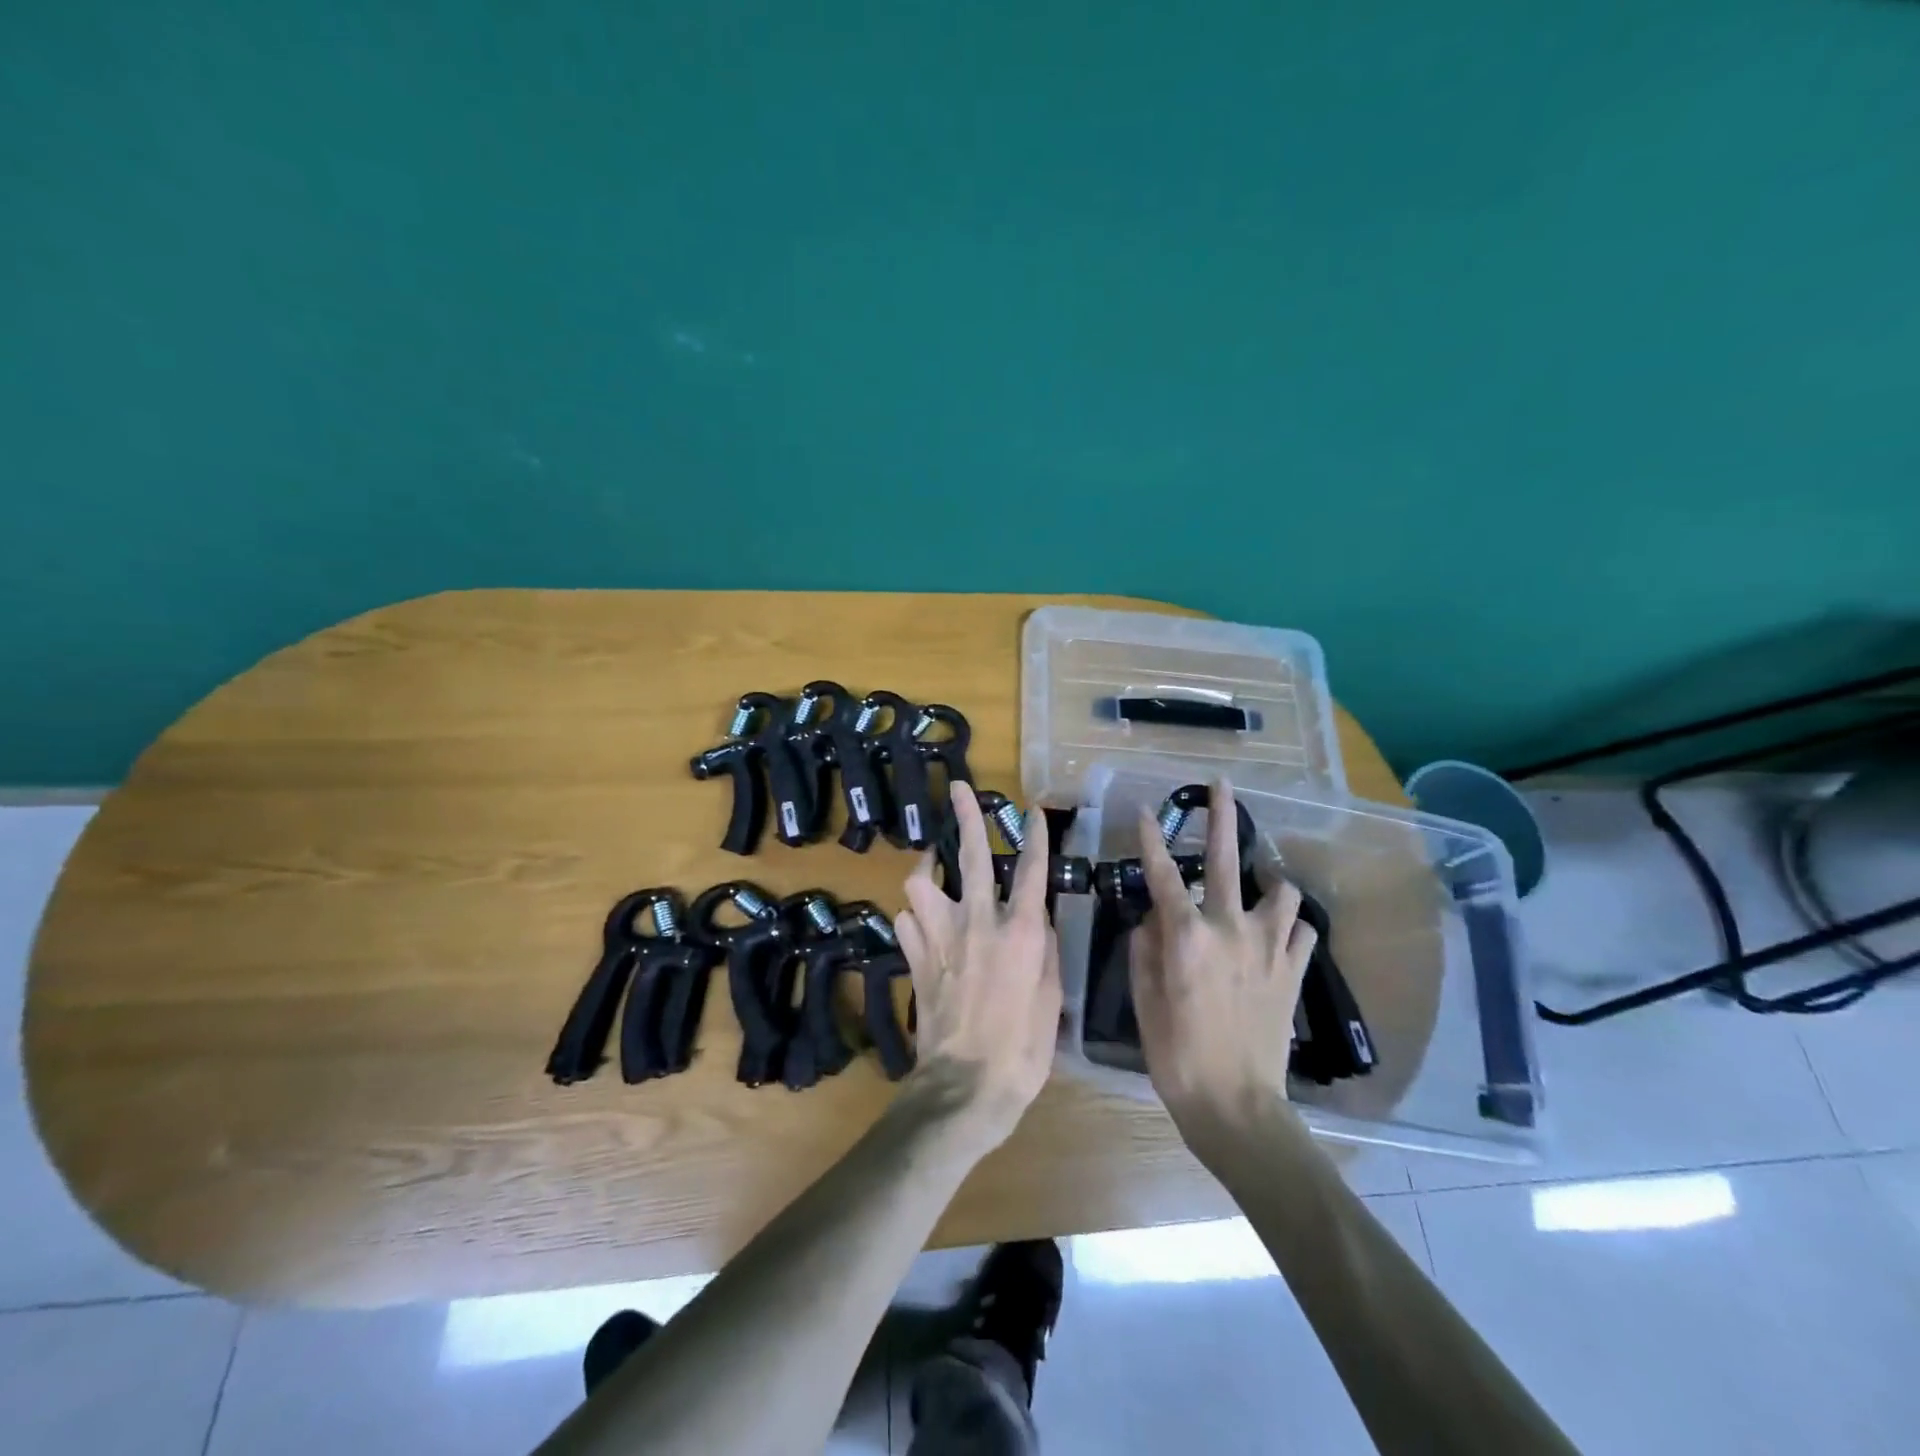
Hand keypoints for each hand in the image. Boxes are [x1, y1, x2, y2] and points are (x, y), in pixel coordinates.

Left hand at [894, 782, 1062, 1147]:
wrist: (966, 1087)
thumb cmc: (1022, 1048)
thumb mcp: (1050, 997)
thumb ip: (1042, 948)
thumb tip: (1033, 916)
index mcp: (1019, 932)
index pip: (1031, 870)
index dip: (1034, 836)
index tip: (1034, 810)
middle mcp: (977, 922)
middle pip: (970, 856)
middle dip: (966, 817)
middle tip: (960, 788)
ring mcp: (939, 937)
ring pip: (920, 882)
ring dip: (926, 869)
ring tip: (932, 866)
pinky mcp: (914, 958)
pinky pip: (906, 921)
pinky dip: (913, 917)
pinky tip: (921, 923)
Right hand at [1130, 776, 1318, 1134]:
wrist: (1236, 1104)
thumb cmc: (1176, 1054)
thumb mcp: (1143, 1000)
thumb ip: (1145, 949)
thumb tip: (1152, 919)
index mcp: (1186, 935)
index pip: (1162, 874)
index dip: (1151, 839)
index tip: (1147, 811)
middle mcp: (1229, 928)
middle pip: (1227, 860)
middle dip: (1222, 817)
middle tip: (1221, 786)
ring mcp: (1269, 947)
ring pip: (1281, 890)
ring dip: (1268, 882)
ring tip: (1260, 884)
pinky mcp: (1294, 970)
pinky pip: (1301, 929)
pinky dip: (1290, 923)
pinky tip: (1280, 930)